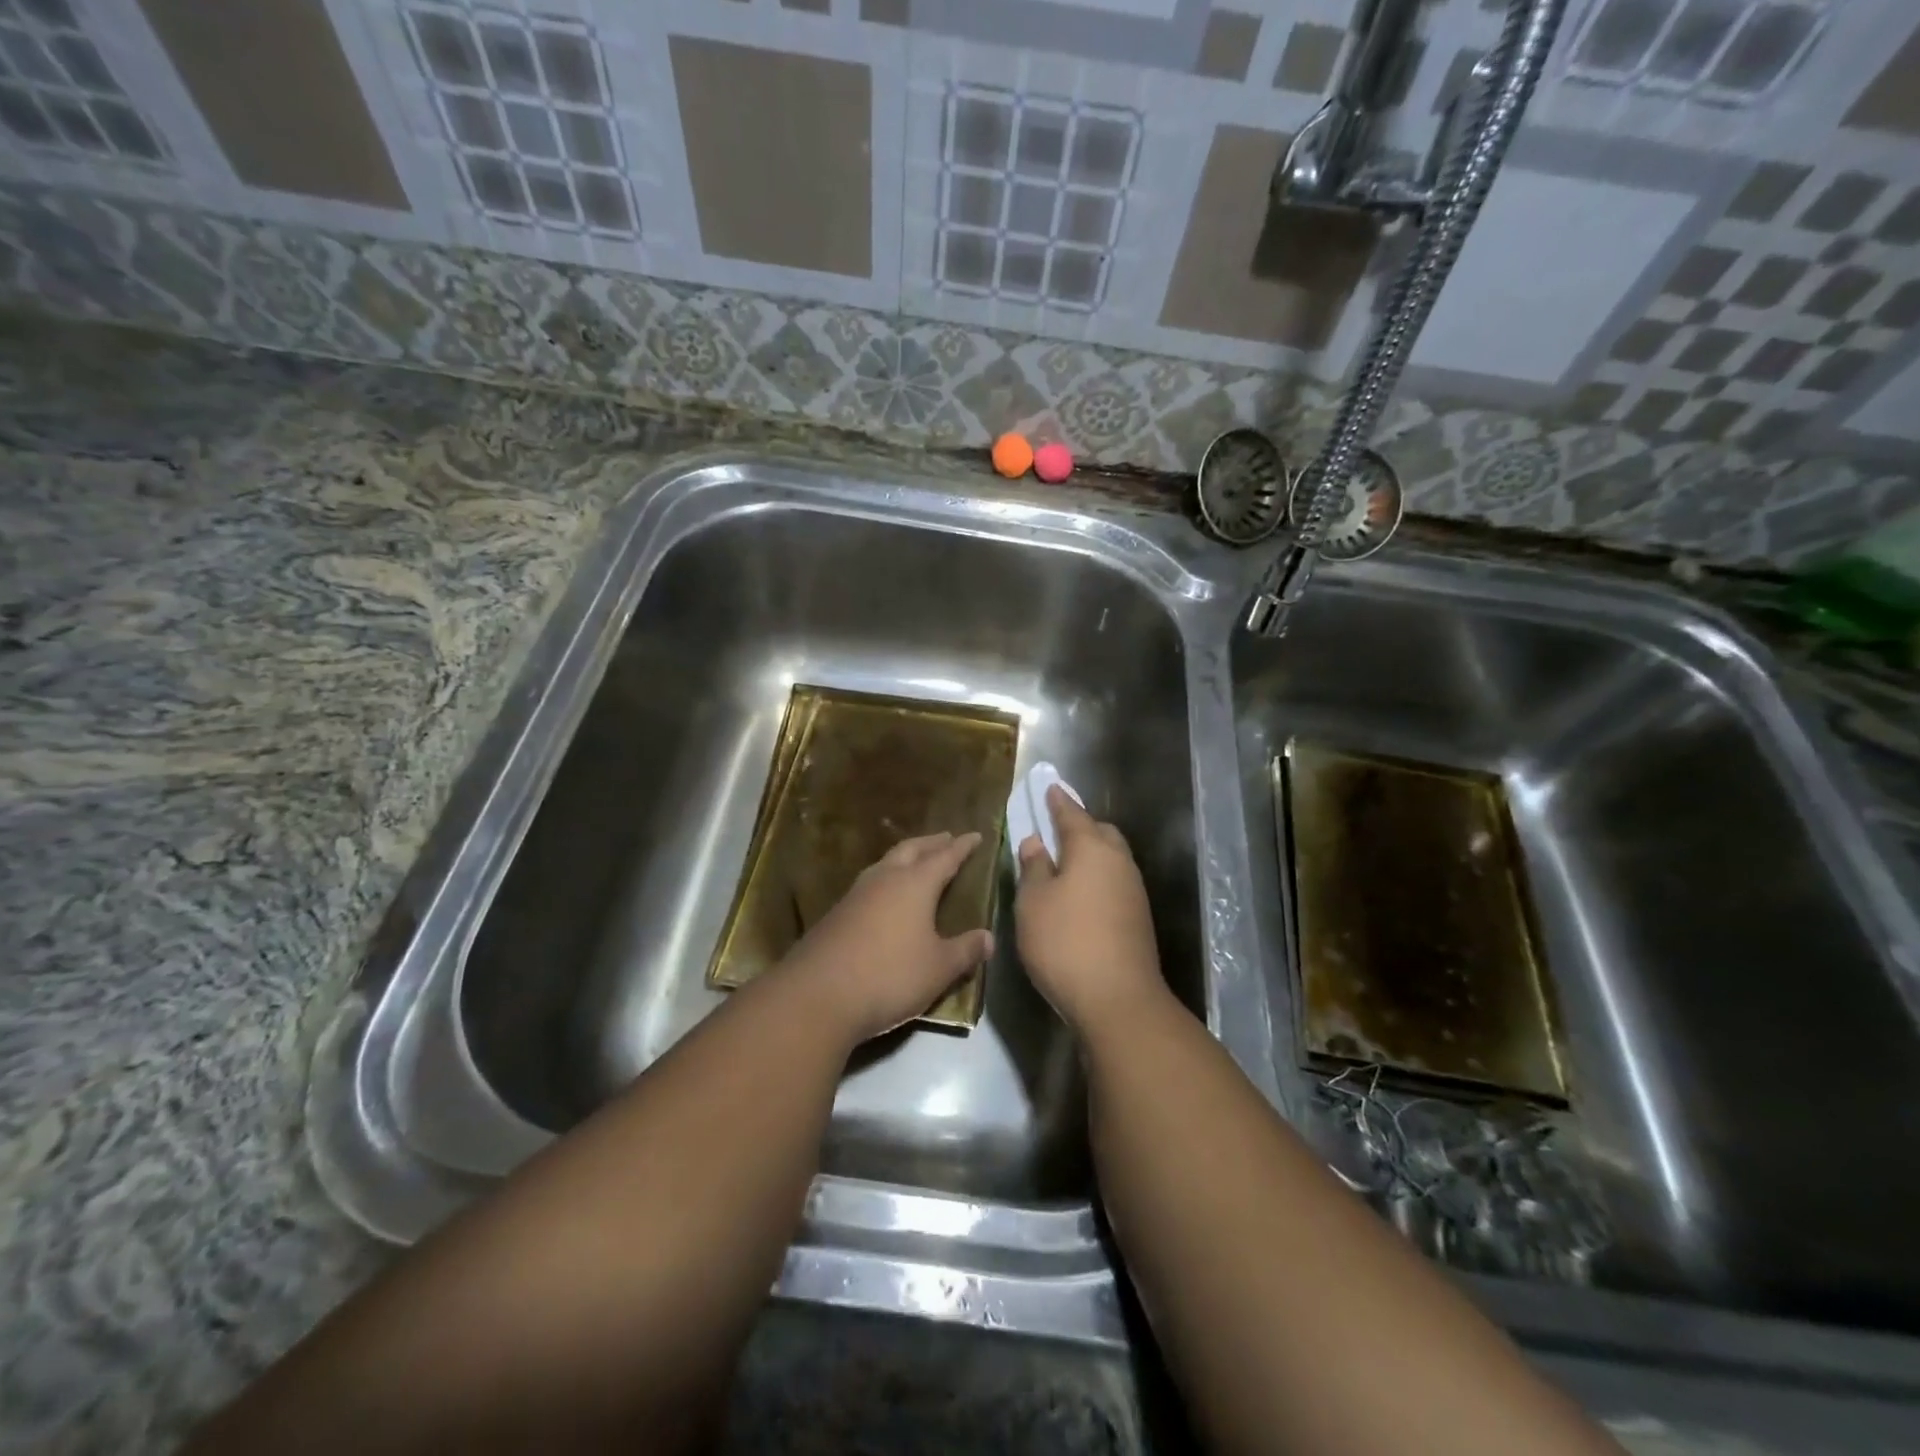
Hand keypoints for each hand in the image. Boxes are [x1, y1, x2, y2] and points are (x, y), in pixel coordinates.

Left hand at [780, 831, 994, 1044]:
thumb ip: (965, 950)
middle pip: (912, 849)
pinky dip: (887, 878)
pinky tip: (886, 895)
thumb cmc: (890, 975)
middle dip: (932, 843)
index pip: (945, 857)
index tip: (975, 835)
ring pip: (886, 863)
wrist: (819, 994)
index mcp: (915, 884)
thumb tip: (988, 938)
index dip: (962, 846)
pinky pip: (870, 883)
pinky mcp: (838, 913)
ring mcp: (857, 893)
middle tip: (947, 838)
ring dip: (906, 856)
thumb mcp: (939, 968)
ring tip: (917, 860)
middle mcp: (885, 879)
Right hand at [1014, 787, 1166, 1037]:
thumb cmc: (1064, 942)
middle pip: (1100, 832)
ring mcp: (1133, 889)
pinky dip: (1097, 878)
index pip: (1072, 814)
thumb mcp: (1033, 902)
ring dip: (1089, 854)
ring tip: (1063, 865)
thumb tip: (1036, 842)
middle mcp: (1118, 861)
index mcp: (1091, 848)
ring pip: (1110, 858)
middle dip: (1079, 826)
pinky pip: (1114, 881)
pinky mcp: (1138, 916)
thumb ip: (1034, 867)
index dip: (1057, 801)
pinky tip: (1080, 895)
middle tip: (1053, 830)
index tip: (1049, 787)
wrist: (1118, 999)